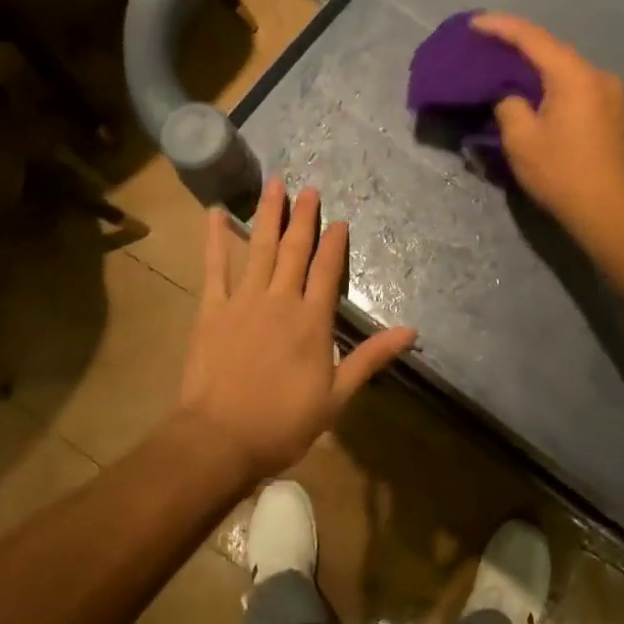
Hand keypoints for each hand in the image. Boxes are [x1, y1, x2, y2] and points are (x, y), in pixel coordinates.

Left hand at [176, 177, 416, 481]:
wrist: (220, 439)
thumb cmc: (282, 423)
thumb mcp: (336, 396)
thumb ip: (370, 358)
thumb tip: (411, 331)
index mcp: (312, 321)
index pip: (327, 271)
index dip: (334, 243)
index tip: (339, 219)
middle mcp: (280, 300)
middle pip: (295, 250)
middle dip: (303, 217)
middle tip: (309, 188)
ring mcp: (243, 301)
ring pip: (260, 248)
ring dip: (268, 214)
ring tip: (275, 184)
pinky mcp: (212, 309)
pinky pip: (214, 267)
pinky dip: (215, 239)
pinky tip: (216, 213)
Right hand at [471, 12, 623, 235]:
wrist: (609, 211)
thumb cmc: (561, 173)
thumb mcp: (520, 139)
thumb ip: (509, 105)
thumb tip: (511, 96)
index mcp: (574, 75)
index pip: (532, 38)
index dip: (500, 26)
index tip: (473, 23)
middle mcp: (598, 75)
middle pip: (553, 50)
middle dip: (519, 45)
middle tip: (487, 44)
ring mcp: (612, 94)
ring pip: (567, 69)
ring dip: (539, 67)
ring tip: (509, 68)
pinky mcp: (615, 114)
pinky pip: (578, 87)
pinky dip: (555, 84)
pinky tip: (539, 94)